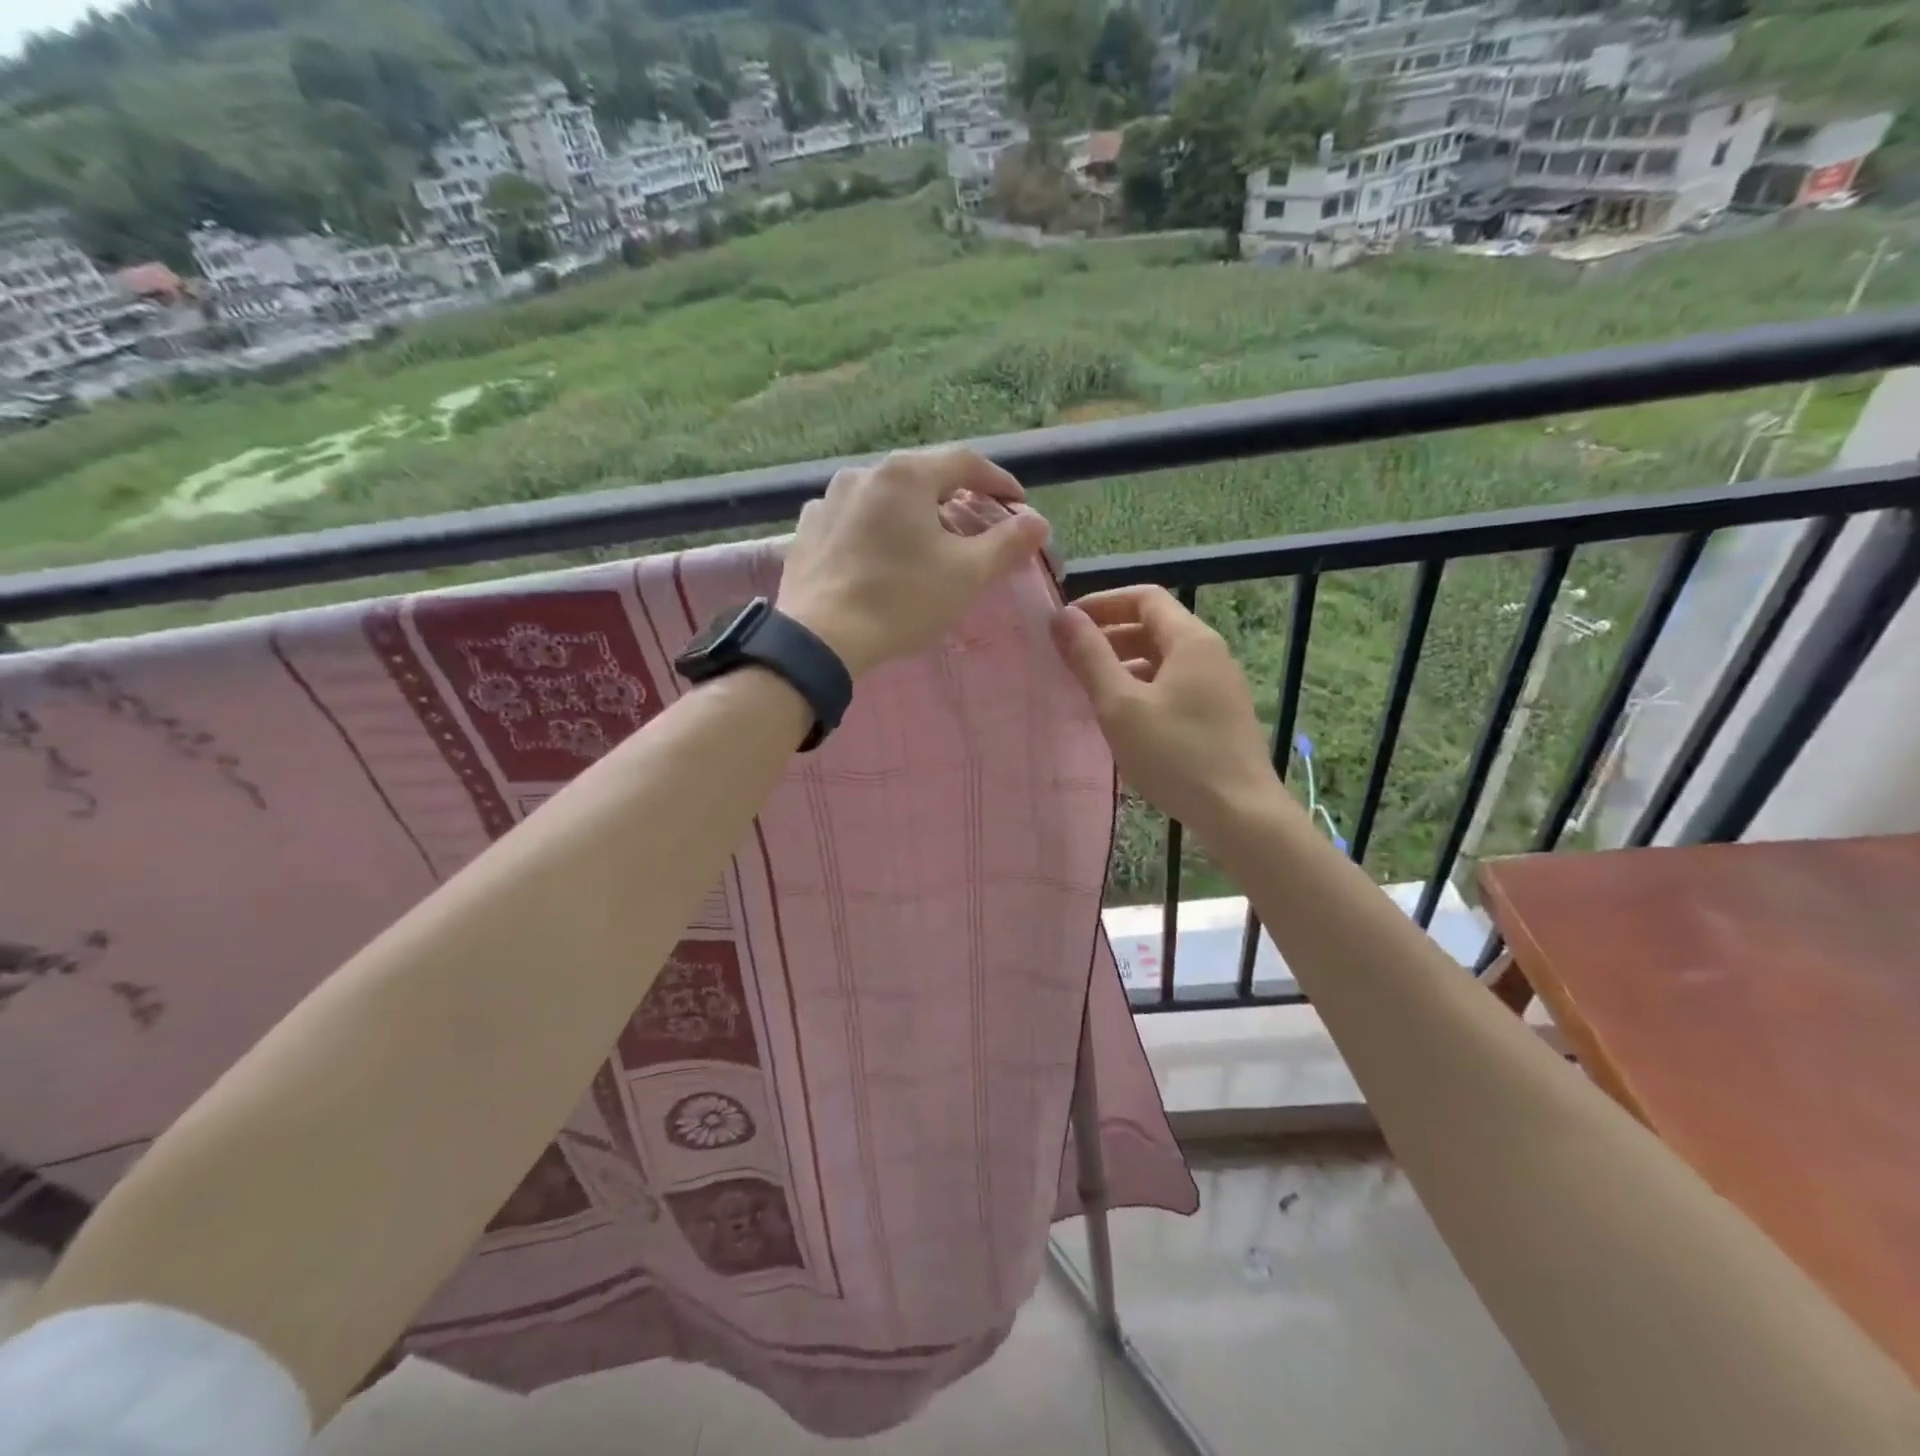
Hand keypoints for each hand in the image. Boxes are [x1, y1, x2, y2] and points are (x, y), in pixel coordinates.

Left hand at [778, 448, 1050, 676]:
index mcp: (906, 474)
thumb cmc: (902, 600)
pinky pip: (854, 519)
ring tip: (927, 542)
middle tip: (976, 526)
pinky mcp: (808, 529)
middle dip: (955, 498)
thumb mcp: (967, 574)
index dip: (999, 482)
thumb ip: (1007, 543)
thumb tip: (1036, 522)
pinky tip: (881, 556)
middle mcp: (864, 473)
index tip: (1018, 505)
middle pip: (923, 477)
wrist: (821, 638)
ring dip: (913, 513)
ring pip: (885, 497)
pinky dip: (877, 530)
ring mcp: (828, 499)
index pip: (966, 462)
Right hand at [1051, 586, 1277, 838]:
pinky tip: (1121, 717)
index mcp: (1191, 640)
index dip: (1102, 603)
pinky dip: (1142, 687)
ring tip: (1088, 688)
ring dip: (1123, 663)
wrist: (1240, 814)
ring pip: (1163, 659)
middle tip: (1069, 658)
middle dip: (1109, 635)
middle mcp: (1210, 654)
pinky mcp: (1219, 715)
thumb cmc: (1176, 755)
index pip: (1144, 597)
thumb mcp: (1121, 705)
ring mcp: (1218, 686)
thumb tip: (1064, 617)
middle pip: (1154, 626)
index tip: (1066, 623)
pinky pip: (1174, 685)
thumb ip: (1090, 657)